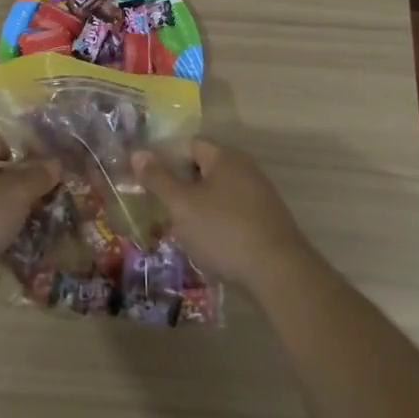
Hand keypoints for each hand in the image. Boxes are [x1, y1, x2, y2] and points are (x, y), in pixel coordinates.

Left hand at [0, 134, 57, 304]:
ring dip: (12, 215)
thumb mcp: (16, 193)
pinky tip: (18, 250)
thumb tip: (55, 162)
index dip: (26, 152)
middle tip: (51, 201)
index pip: (1, 142)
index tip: (49, 170)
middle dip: (23, 188)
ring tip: (41, 227)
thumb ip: (37, 176)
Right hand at [134, 140, 314, 292]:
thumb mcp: (182, 205)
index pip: (189, 145)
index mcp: (225, 156)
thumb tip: (138, 153)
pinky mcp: (267, 220)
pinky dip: (216, 221)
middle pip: (204, 167)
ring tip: (179, 228)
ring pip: (218, 192)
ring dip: (197, 205)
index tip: (147, 179)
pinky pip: (232, 211)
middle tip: (160, 205)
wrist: (279, 273)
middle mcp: (245, 168)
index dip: (165, 158)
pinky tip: (207, 243)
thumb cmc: (224, 231)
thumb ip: (158, 178)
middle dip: (180, 184)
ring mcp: (260, 195)